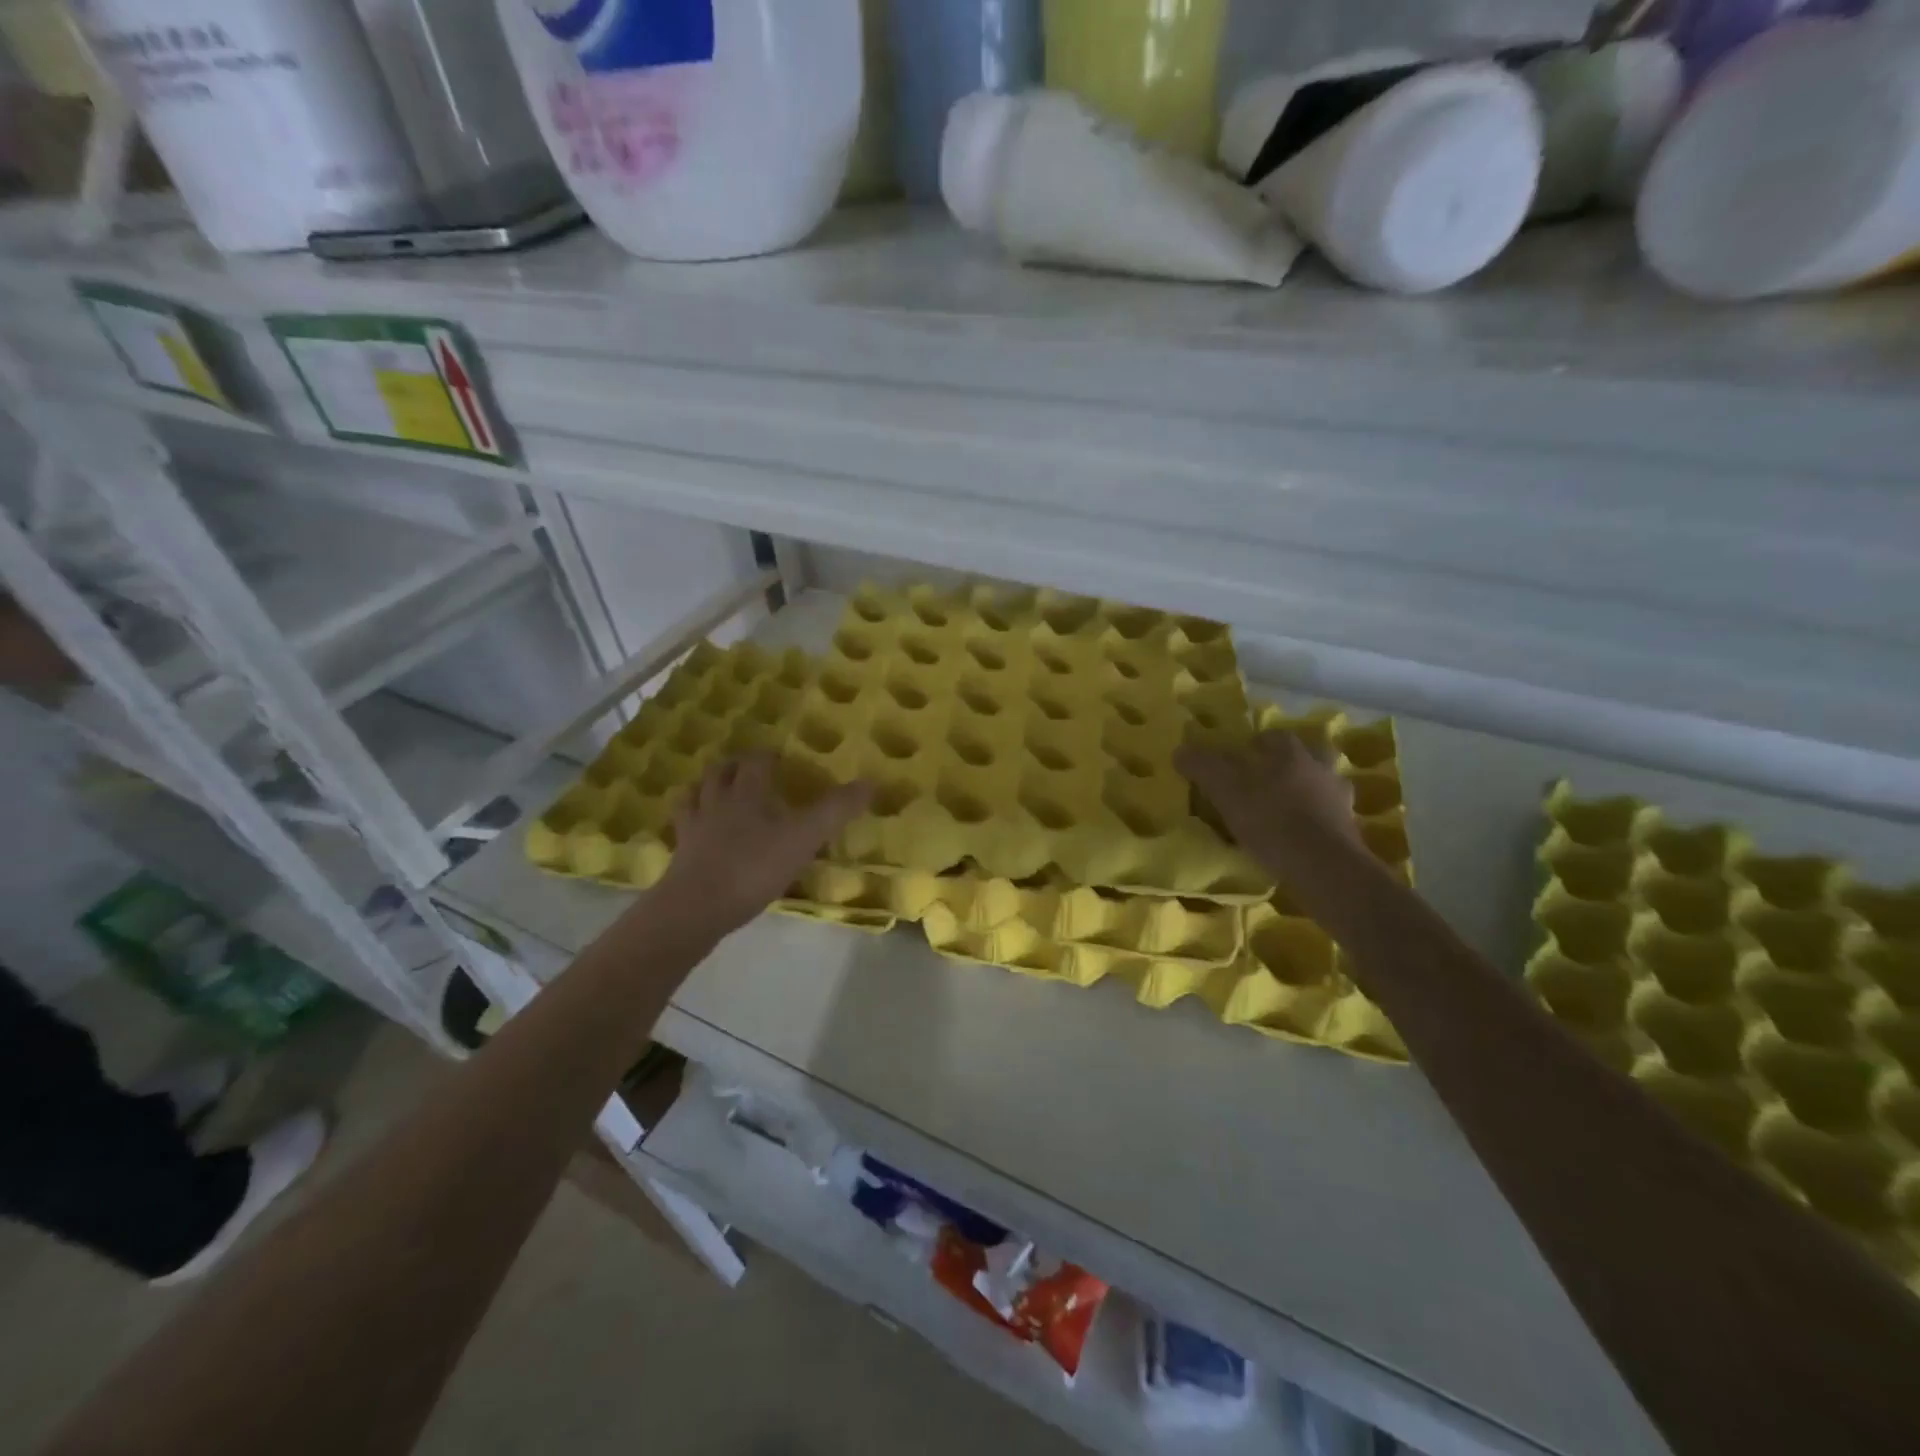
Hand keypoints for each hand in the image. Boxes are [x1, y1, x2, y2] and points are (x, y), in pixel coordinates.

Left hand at [656, 752, 872, 935]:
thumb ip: (835, 810)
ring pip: (696, 793)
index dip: (768, 755)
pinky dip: (691, 817)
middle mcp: (717, 800)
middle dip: (736, 766)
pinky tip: (698, 826)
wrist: (696, 907)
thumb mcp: (804, 838)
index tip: (781, 758)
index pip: (756, 761)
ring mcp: (693, 826)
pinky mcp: (680, 852)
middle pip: (721, 771)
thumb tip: (870, 782)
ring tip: (719, 790)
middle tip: (750, 769)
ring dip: (708, 786)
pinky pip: (682, 825)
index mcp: (747, 791)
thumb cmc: (754, 867)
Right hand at [1176, 730, 1360, 878]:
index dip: (1255, 745)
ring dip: (1307, 793)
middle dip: (1288, 766)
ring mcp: (1340, 799)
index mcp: (1290, 752)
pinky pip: (1330, 817)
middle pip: (1305, 757)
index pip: (1273, 737)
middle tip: (1266, 783)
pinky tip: (1302, 837)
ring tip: (1285, 812)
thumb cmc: (1270, 818)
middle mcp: (1320, 768)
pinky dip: (1317, 822)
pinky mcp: (1350, 830)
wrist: (1322, 865)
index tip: (1238, 760)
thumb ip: (1202, 766)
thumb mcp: (1224, 789)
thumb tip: (1181, 750)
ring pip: (1322, 787)